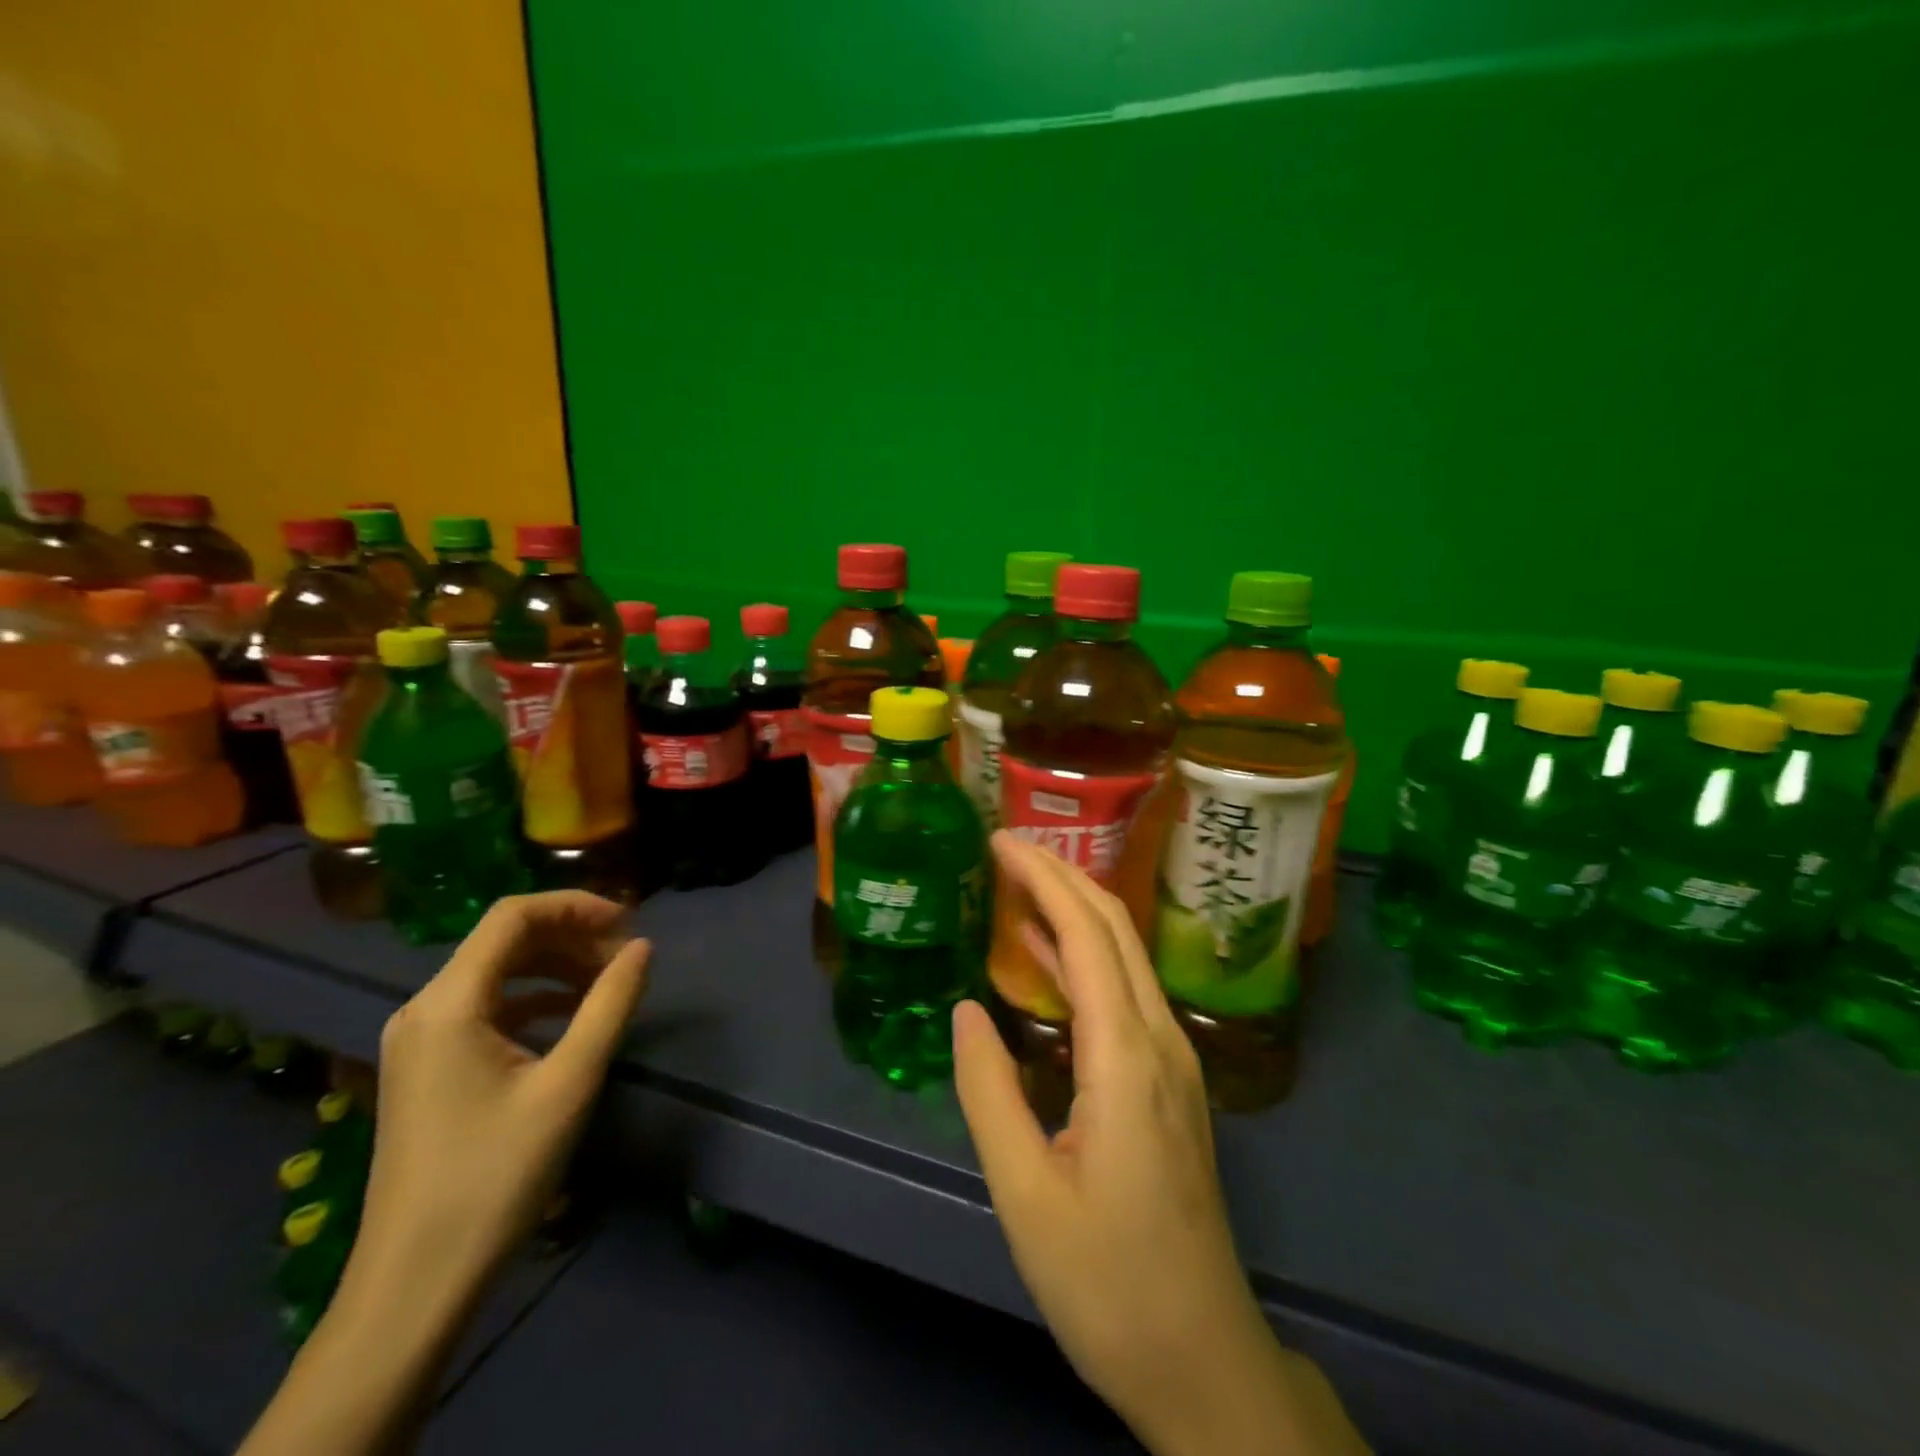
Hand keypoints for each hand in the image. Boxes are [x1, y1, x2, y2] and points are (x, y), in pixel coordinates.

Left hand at [353, 891, 650, 1302]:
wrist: (416, 1281)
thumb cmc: (496, 1175)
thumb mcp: (570, 1082)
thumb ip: (610, 1004)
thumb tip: (643, 947)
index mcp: (449, 1003)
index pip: (513, 915)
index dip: (576, 906)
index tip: (629, 923)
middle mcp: (424, 1008)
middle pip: (504, 939)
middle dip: (571, 936)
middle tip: (626, 958)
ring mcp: (420, 1039)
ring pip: (497, 971)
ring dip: (556, 965)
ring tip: (608, 983)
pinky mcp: (428, 1066)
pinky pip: (486, 1006)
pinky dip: (535, 998)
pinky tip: (572, 1017)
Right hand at [954, 833, 1365, 1455]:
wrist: (1202, 1358)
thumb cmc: (1107, 1281)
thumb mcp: (1025, 1194)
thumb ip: (989, 1092)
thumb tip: (965, 1010)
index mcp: (1126, 1057)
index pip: (1087, 934)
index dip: (1044, 877)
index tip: (1000, 841)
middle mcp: (1159, 1040)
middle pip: (1115, 928)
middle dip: (1062, 875)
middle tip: (1006, 846)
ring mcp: (1173, 1059)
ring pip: (1125, 955)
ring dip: (1074, 909)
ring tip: (1019, 882)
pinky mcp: (1169, 1081)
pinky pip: (1125, 992)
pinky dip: (1084, 956)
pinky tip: (1046, 957)